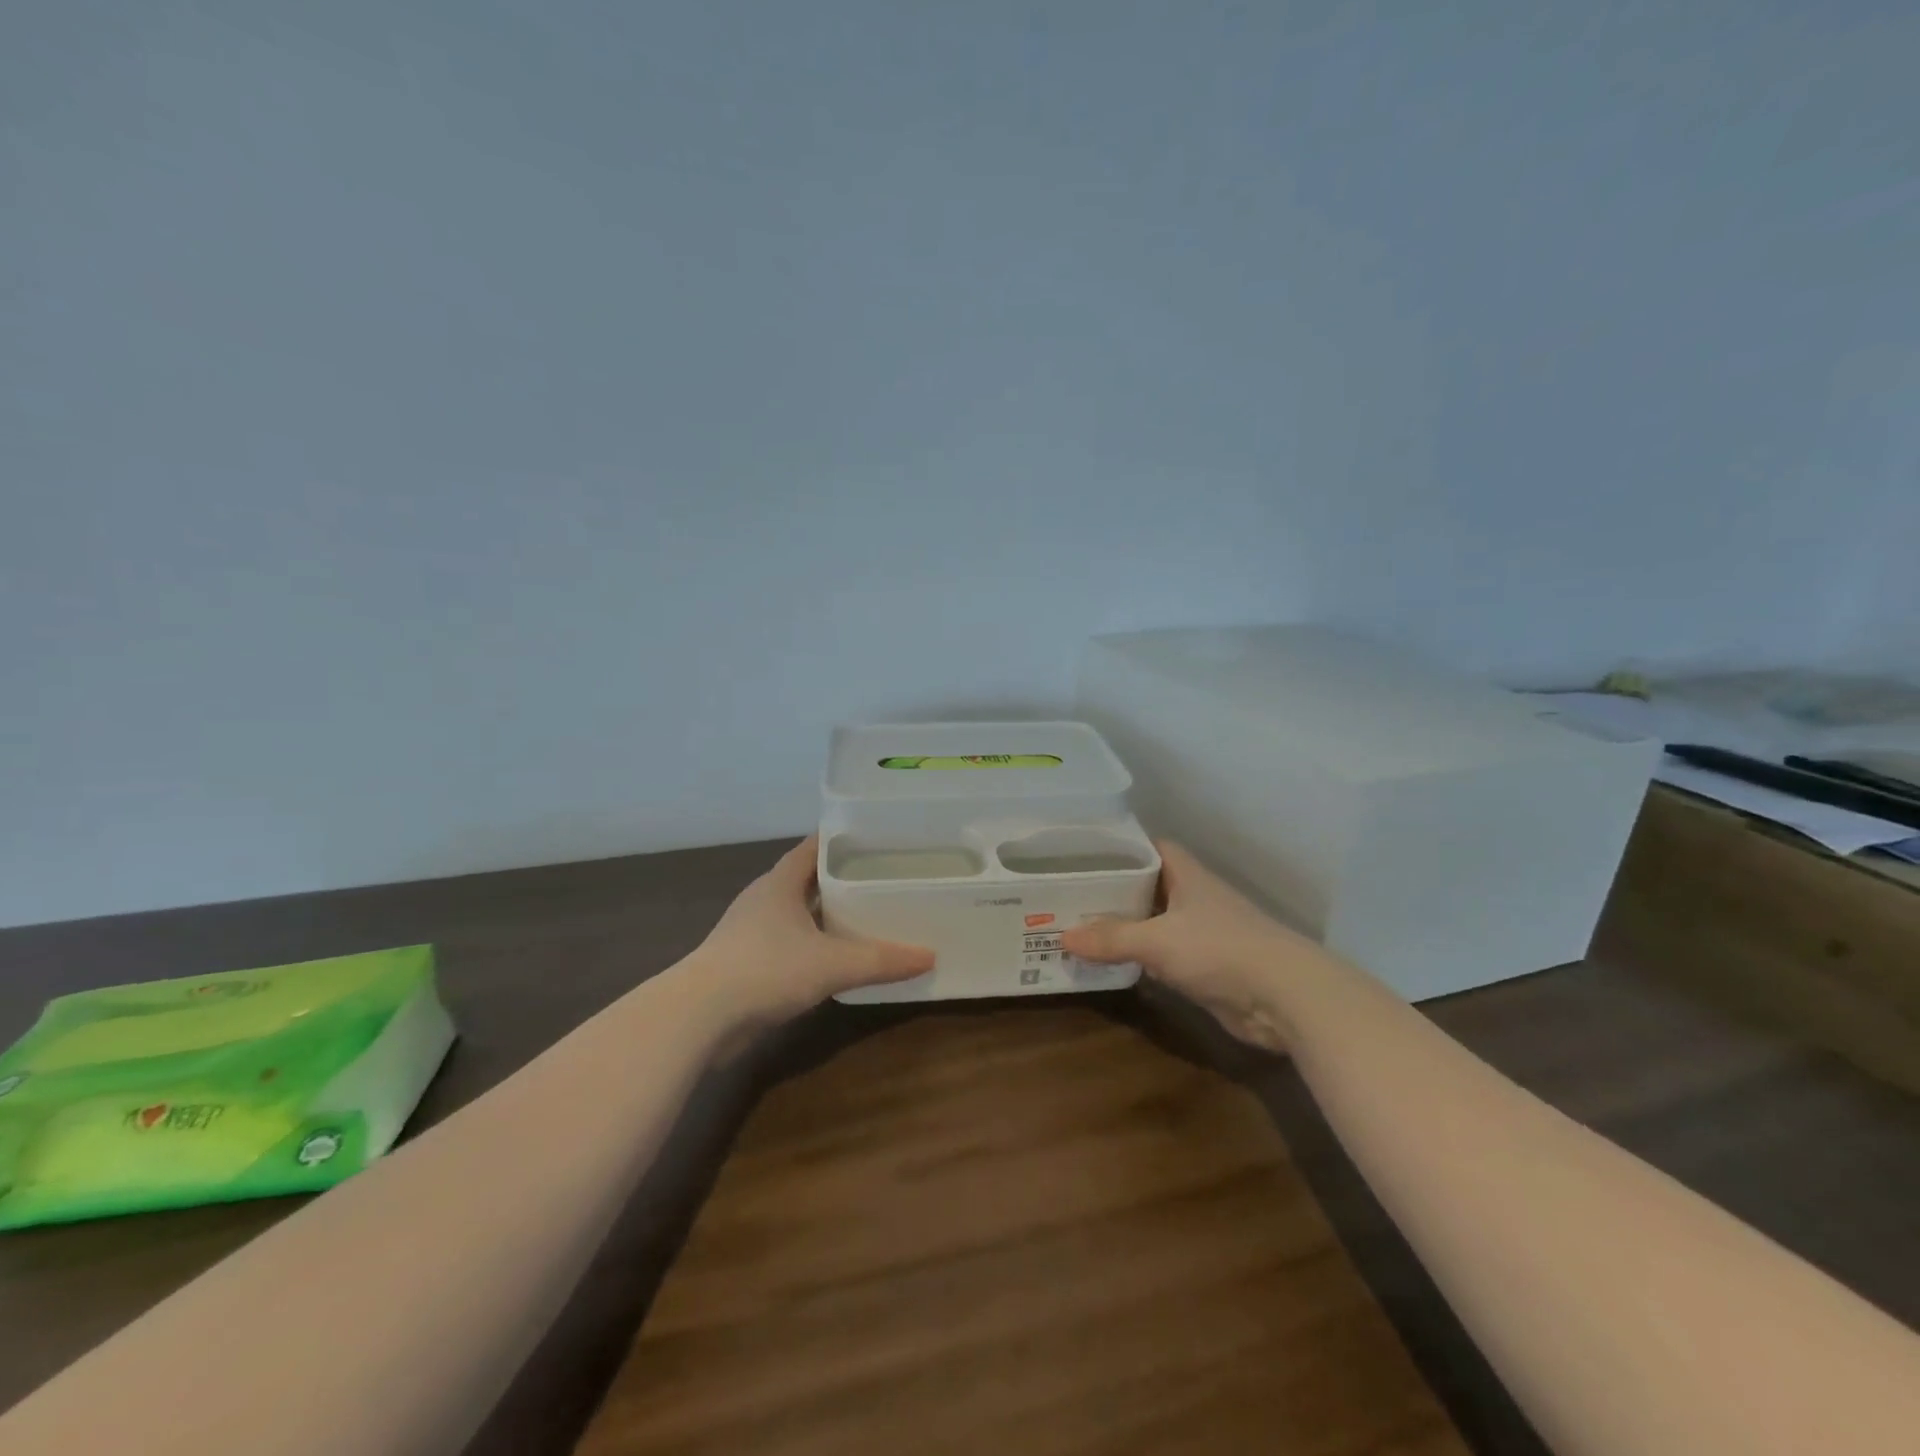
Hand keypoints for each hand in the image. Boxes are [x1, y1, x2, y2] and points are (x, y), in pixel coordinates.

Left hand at [689, 836, 934, 1027]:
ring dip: (826, 913)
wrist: (699, 1017)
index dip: (845, 838)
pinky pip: (789, 940)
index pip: (815, 845)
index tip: (879, 838)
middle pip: (808, 877)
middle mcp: (764, 898)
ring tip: (867, 915)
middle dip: (843, 877)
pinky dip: (813, 942)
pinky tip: (836, 957)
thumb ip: (881, 960)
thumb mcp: (833, 963)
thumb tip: (929, 956)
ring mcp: (751, 930)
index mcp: (780, 881)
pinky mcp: (745, 961)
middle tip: (884, 877)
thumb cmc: (766, 970)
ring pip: (798, 911)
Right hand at [1060, 841, 1330, 1050]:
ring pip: (1154, 921)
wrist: (1285, 998)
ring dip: (1124, 925)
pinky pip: (1162, 954)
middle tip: (1069, 891)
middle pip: (1147, 885)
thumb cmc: (1219, 949)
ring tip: (1079, 925)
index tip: (1083, 851)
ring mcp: (1201, 932)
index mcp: (1186, 875)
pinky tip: (1110, 961)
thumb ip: (1111, 938)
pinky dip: (1139, 956)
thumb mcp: (1157, 940)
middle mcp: (1193, 897)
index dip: (1119, 846)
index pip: (1149, 847)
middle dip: (1113, 889)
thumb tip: (1063, 936)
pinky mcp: (1205, 966)